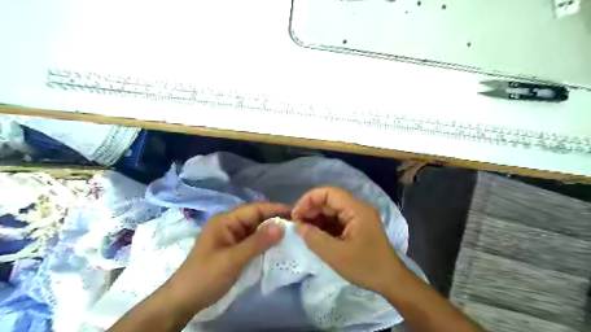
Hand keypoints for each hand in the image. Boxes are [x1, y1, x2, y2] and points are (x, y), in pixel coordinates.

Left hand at [163, 202, 288, 313]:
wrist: (183, 300)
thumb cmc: (205, 276)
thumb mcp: (233, 259)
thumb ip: (257, 242)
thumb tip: (282, 225)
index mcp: (225, 221)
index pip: (255, 209)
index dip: (275, 209)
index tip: (296, 213)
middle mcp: (229, 224)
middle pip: (256, 217)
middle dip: (275, 219)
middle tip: (298, 225)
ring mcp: (231, 236)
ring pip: (255, 228)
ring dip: (271, 231)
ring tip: (292, 234)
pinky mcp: (233, 248)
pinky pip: (252, 240)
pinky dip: (264, 242)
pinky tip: (277, 245)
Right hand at [291, 187, 403, 295]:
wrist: (391, 281)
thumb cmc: (366, 267)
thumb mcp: (336, 255)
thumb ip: (314, 239)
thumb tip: (298, 226)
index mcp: (356, 209)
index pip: (329, 193)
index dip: (310, 199)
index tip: (296, 214)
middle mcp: (357, 208)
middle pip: (329, 200)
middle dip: (311, 209)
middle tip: (296, 224)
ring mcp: (357, 217)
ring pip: (331, 210)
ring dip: (316, 218)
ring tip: (302, 230)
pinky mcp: (356, 226)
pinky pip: (336, 220)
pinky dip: (323, 226)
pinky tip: (314, 234)